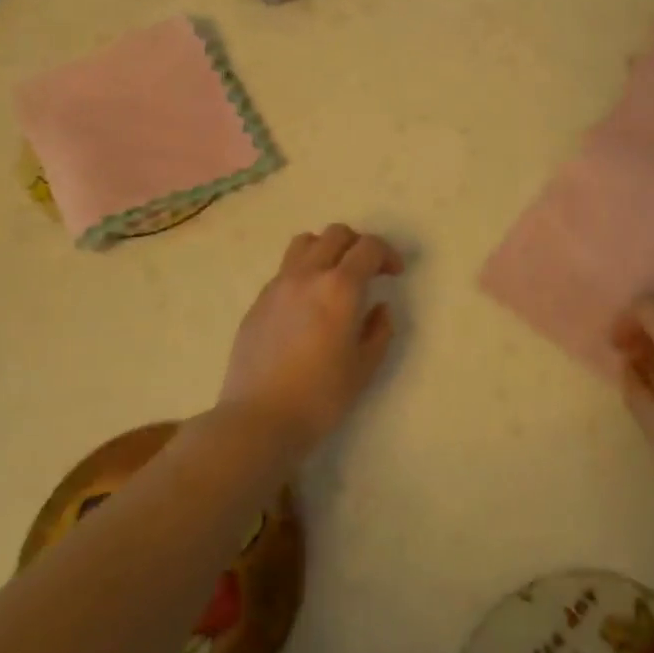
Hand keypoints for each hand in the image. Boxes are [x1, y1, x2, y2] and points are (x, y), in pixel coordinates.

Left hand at [220, 225, 404, 452]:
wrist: (259, 418)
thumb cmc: (320, 397)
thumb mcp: (364, 367)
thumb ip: (379, 330)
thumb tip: (379, 308)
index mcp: (340, 288)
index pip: (368, 247)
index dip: (388, 254)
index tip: (395, 273)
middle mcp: (308, 274)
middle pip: (336, 234)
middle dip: (358, 245)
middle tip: (368, 272)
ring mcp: (278, 285)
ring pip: (305, 242)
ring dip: (327, 249)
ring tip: (334, 277)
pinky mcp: (258, 300)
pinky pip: (285, 269)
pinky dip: (303, 271)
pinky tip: (307, 303)